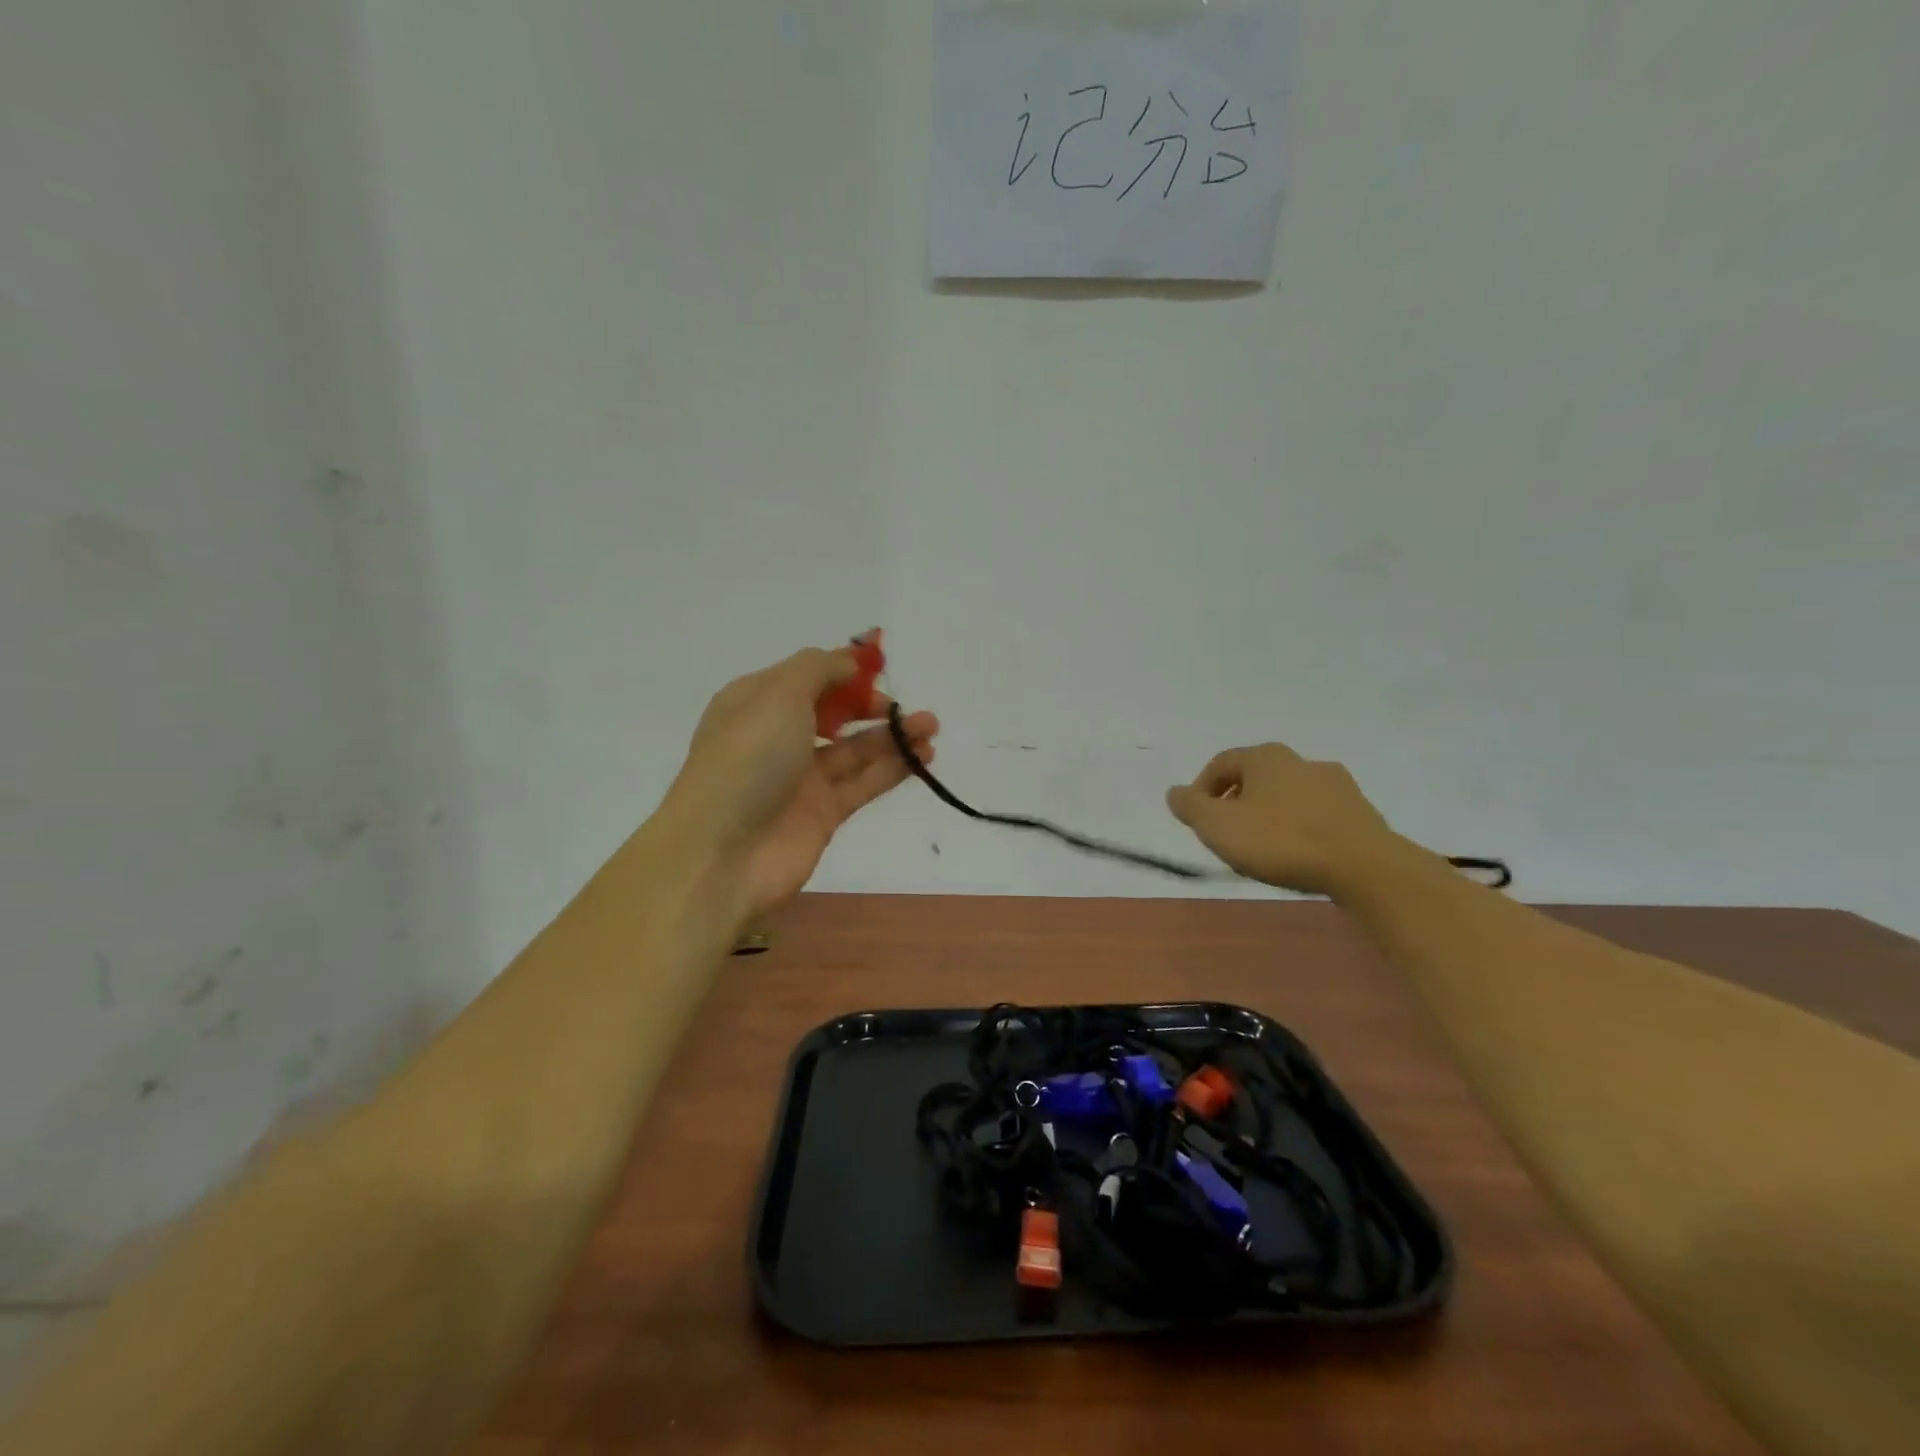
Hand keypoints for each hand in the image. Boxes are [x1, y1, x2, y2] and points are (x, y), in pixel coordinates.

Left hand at [663, 645, 937, 922]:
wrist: (722, 853)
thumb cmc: (747, 760)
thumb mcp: (778, 694)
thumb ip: (819, 669)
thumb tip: (850, 662)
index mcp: (757, 702)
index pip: (808, 676)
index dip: (845, 670)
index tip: (883, 667)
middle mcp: (779, 737)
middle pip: (834, 713)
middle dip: (872, 705)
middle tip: (905, 708)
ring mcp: (801, 778)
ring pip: (855, 750)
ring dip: (893, 736)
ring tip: (932, 727)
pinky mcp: (823, 813)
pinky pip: (864, 783)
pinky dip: (893, 769)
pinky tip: (924, 757)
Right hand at [1166, 744, 1399, 895]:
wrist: (1364, 866)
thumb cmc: (1280, 841)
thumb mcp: (1218, 826)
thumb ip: (1190, 807)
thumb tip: (1175, 792)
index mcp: (1264, 757)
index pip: (1221, 763)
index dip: (1202, 789)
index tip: (1197, 818)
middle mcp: (1300, 760)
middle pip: (1255, 777)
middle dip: (1236, 801)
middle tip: (1227, 833)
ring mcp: (1335, 784)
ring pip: (1287, 794)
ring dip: (1269, 814)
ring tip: (1262, 847)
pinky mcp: (1359, 811)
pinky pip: (1316, 814)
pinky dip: (1299, 827)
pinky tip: (1298, 852)